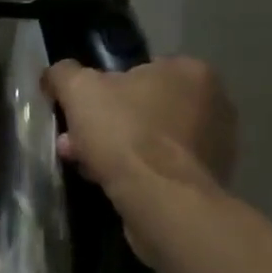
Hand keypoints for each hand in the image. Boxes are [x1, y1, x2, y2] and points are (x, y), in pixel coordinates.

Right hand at [43, 56, 237, 201]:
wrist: (161, 201)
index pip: (138, 71)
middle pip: (142, 108)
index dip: (101, 90)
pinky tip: (112, 184)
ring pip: (150, 140)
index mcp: (190, 72)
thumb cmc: (125, 133)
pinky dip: (138, 173)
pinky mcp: (210, 181)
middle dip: (104, 124)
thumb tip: (55, 76)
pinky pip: (162, 168)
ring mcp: (217, 145)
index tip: (79, 112)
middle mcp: (214, 103)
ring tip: (87, 167)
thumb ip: (64, 74)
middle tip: (75, 143)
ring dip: (117, 150)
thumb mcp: (78, 89)